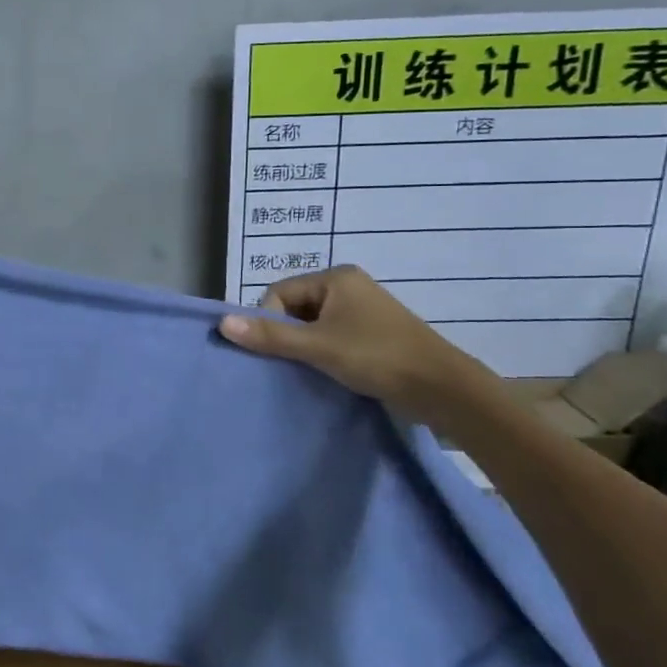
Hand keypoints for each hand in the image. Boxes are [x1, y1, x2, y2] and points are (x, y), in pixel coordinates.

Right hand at [218, 266, 491, 420]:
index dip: (270, 321)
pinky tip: (329, 372)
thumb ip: (270, 336)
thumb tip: (222, 324)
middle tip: (294, 362)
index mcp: (336, 277)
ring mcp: (363, 309)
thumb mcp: (318, 347)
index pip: (280, 293)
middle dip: (288, 334)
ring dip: (305, 346)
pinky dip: (324, 352)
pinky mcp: (373, 332)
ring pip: (313, 324)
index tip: (278, 351)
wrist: (443, 389)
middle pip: (295, 307)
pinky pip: (332, 335)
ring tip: (312, 369)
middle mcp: (348, 286)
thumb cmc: (377, 357)